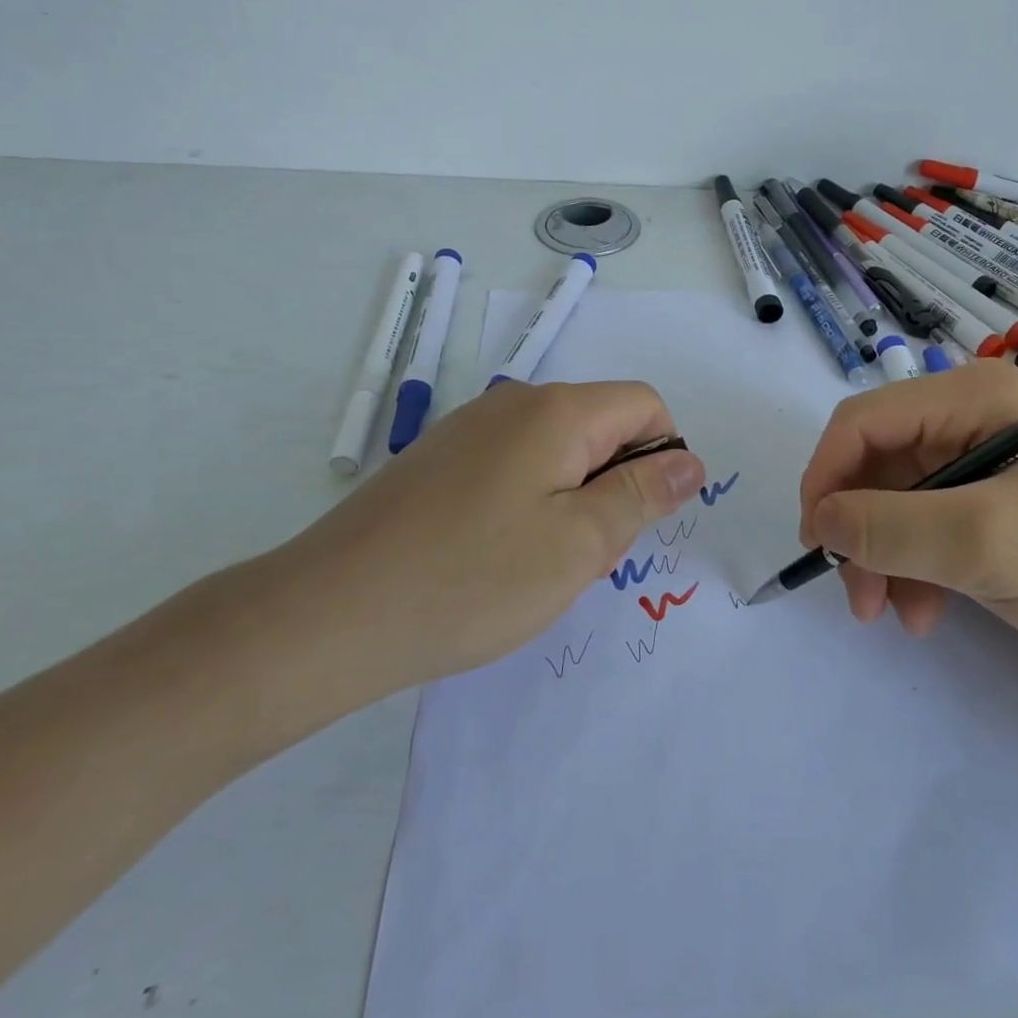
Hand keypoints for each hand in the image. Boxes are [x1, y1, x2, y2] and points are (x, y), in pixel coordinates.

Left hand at [247, 381, 704, 712]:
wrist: (328, 615)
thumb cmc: (472, 580)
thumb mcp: (580, 544)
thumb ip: (642, 494)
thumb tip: (690, 461)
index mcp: (556, 411)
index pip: (644, 404)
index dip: (661, 456)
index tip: (638, 519)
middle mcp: (513, 403)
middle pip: (601, 427)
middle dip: (613, 485)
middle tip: (583, 555)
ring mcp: (469, 430)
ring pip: (558, 452)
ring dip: (572, 501)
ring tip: (537, 564)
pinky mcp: (440, 461)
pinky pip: (514, 468)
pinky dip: (529, 506)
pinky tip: (495, 558)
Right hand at [797, 360, 1017, 680]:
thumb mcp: (986, 544)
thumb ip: (891, 527)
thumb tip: (822, 520)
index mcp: (974, 397)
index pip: (865, 420)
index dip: (827, 474)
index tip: (816, 540)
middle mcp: (972, 417)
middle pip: (879, 462)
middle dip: (859, 527)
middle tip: (854, 594)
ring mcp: (983, 460)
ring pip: (896, 499)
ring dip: (883, 555)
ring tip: (889, 613)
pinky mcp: (992, 502)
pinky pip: (927, 524)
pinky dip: (914, 566)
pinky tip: (924, 611)